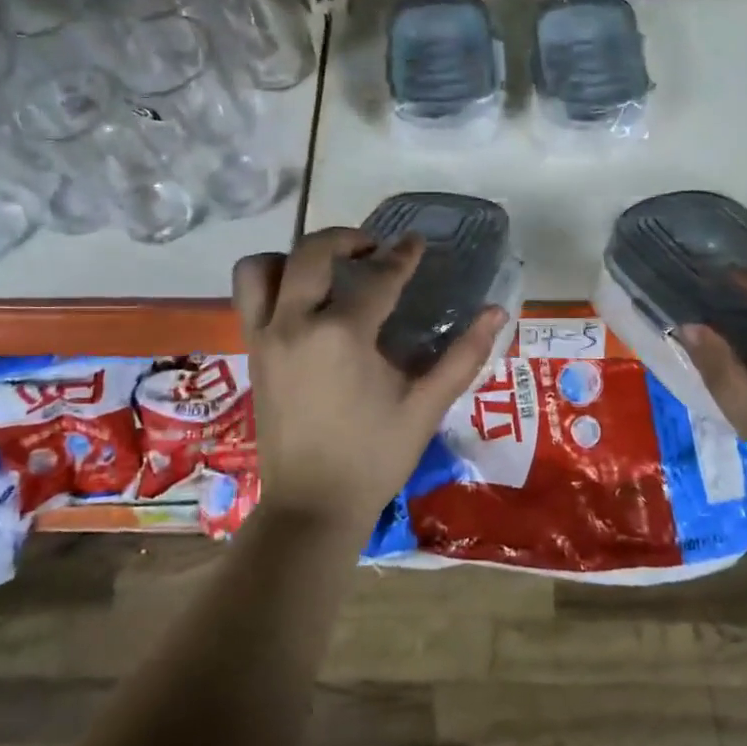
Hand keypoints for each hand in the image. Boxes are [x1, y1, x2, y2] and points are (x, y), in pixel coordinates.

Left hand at [234, 226, 507, 536]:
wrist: (312, 507)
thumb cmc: (374, 457)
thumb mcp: (426, 407)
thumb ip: (463, 356)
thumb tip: (497, 313)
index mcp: (342, 335)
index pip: (378, 278)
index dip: (402, 256)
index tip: (416, 242)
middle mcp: (295, 324)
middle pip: (312, 252)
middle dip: (345, 239)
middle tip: (373, 250)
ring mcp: (266, 338)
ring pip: (261, 269)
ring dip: (292, 258)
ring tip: (325, 272)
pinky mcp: (253, 355)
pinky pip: (249, 299)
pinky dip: (272, 284)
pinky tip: (304, 304)